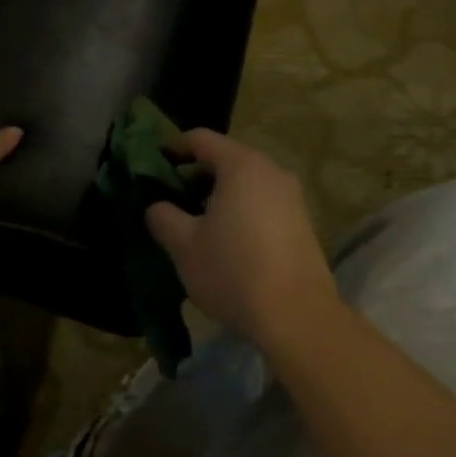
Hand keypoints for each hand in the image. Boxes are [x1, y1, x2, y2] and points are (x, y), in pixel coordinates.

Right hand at [144, 129, 339, 348]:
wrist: (297, 317)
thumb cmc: (233, 270)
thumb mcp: (183, 245)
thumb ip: (163, 216)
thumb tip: (157, 206)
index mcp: (241, 166)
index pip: (200, 139)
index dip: (172, 148)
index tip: (153, 167)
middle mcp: (271, 172)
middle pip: (225, 159)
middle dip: (195, 175)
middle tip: (170, 199)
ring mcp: (292, 198)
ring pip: (245, 183)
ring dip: (217, 196)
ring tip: (195, 223)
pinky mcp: (302, 224)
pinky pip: (262, 203)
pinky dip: (240, 211)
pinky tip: (226, 241)